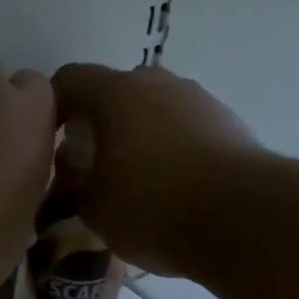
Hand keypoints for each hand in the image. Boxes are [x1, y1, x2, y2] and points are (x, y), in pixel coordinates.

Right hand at [50, 63, 261, 276]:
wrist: (245, 218)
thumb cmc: (154, 207)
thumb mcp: (95, 208)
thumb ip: (76, 184)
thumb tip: (79, 172)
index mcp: (115, 93)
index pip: (69, 79)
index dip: (54, 107)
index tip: (52, 143)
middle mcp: (157, 83)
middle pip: (115, 92)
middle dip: (100, 123)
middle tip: (94, 164)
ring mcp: (198, 99)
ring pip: (154, 108)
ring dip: (140, 134)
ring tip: (138, 180)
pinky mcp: (229, 122)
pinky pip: (186, 127)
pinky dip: (173, 147)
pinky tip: (175, 187)